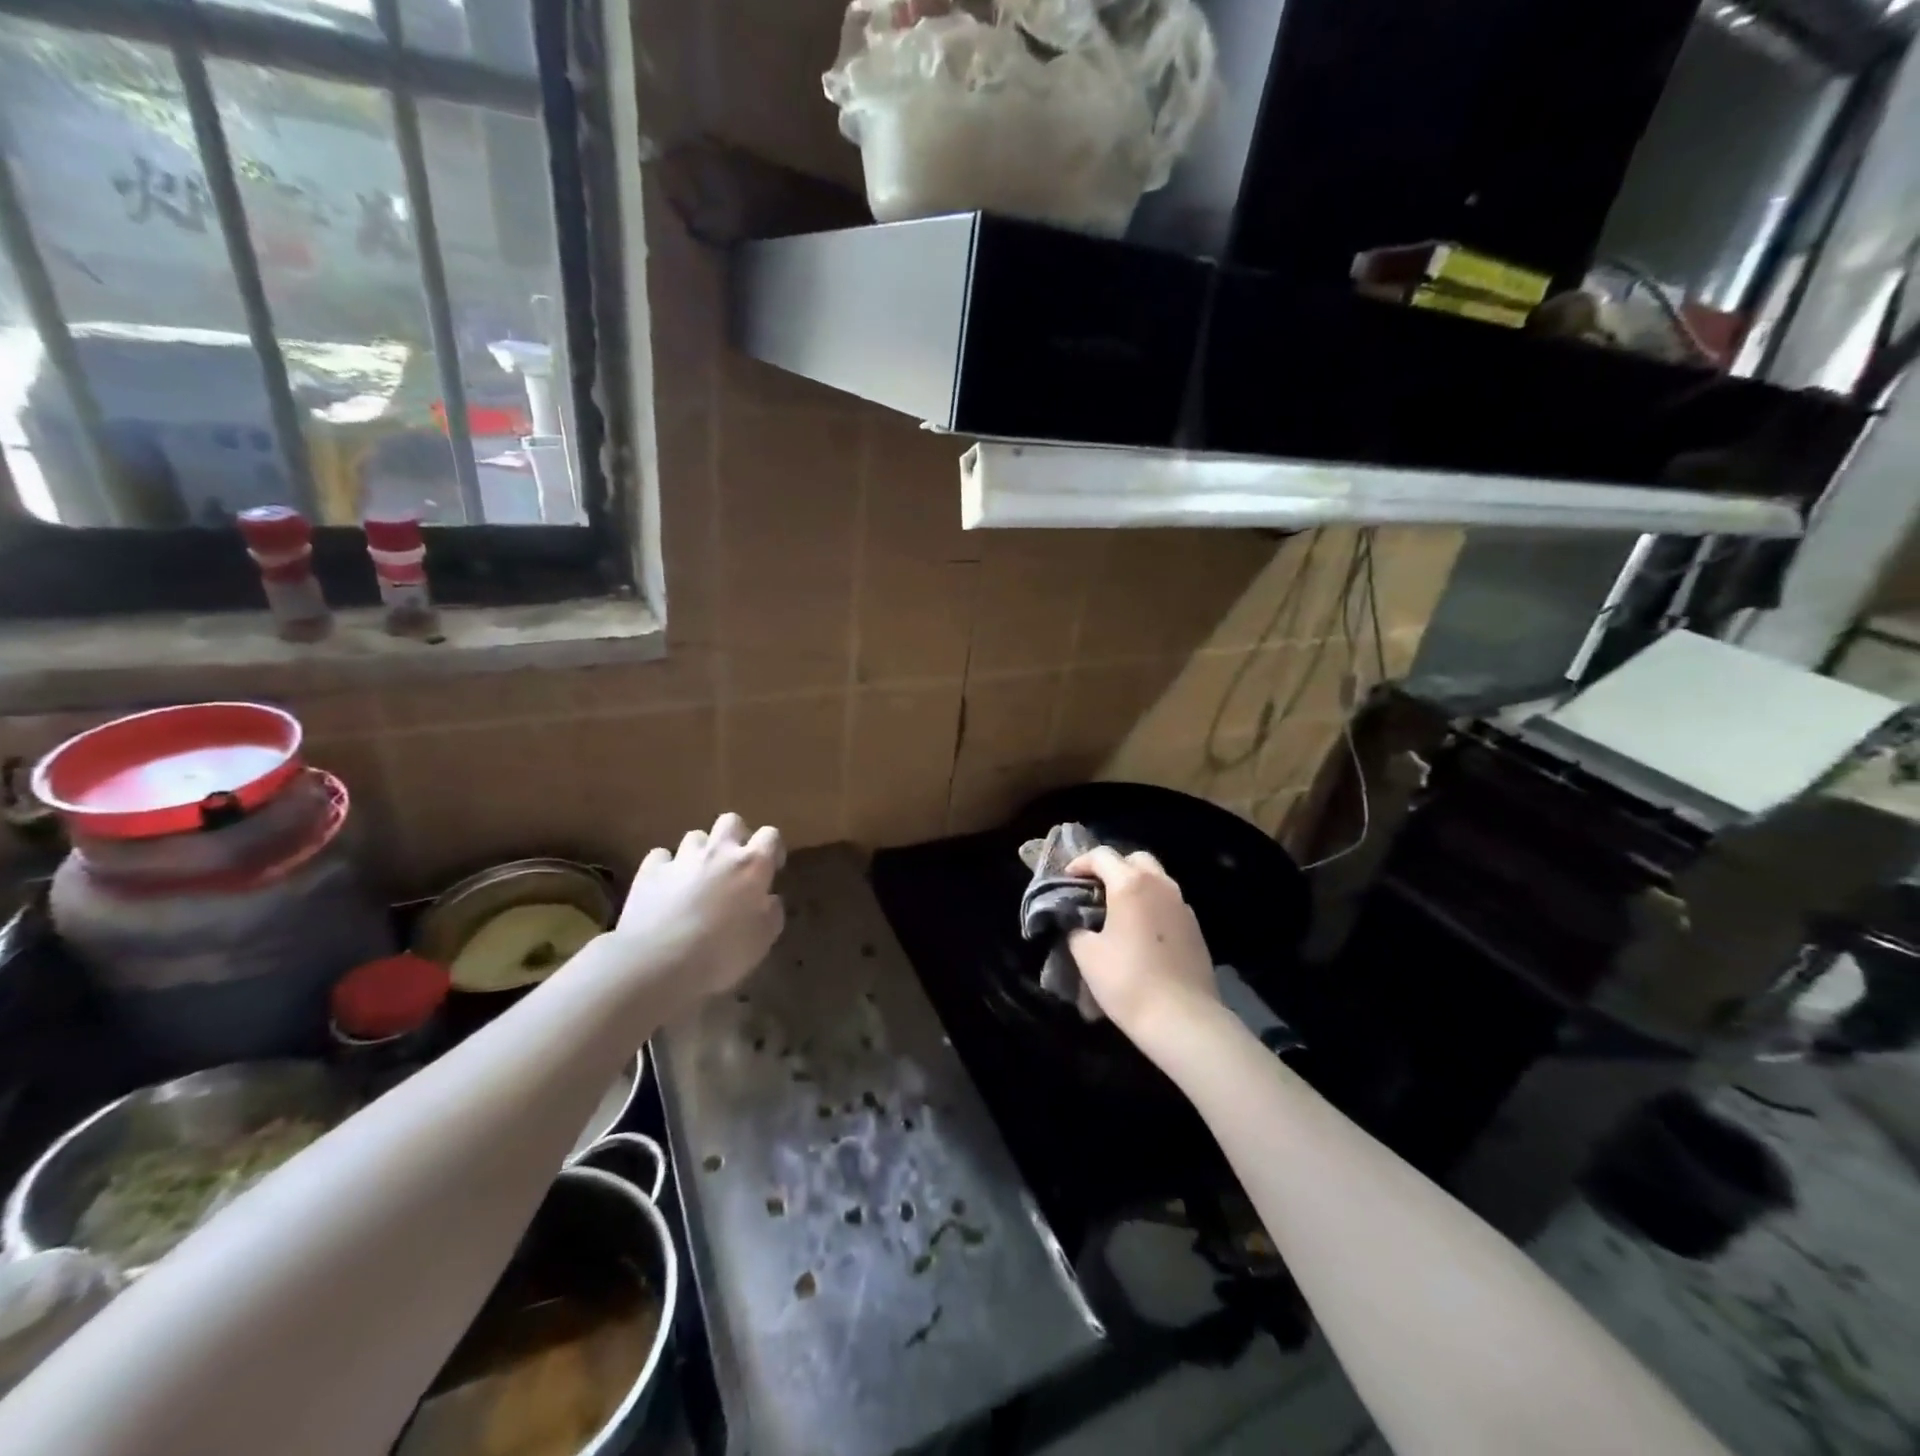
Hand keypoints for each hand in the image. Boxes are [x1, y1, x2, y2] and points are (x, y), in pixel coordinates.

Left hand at [612, 813, 785, 1005]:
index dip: (773, 848)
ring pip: (695, 837)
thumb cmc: (722, 954)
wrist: (659, 963)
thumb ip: (771, 913)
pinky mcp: (650, 871)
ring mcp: (681, 858)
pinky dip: (666, 867)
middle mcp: (718, 852)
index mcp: (752, 865)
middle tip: (734, 864)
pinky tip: (666, 887)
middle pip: (730, 821)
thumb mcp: (762, 939)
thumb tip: (768, 900)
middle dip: (735, 836)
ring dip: (700, 852)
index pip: (771, 835)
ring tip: (697, 878)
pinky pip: (661, 856)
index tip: (771, 869)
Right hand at [1065, 847, 1219, 1045]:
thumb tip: (1078, 922)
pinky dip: (1151, 904)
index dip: (1080, 863)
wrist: (1183, 1019)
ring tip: (1117, 910)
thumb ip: (1076, 928)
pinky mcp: (1195, 927)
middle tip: (1094, 889)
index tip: (1067, 879)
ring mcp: (1182, 905)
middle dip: (1112, 867)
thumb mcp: (1086, 954)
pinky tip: (1141, 931)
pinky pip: (1168, 902)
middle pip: (1135, 859)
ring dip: (1135, 885)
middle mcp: (1160, 885)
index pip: (1102, 856)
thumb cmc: (1127, 981)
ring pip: (1156, 879)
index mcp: (1130, 884)